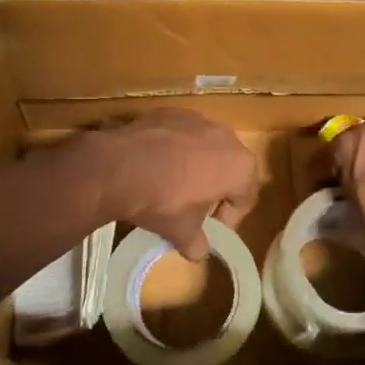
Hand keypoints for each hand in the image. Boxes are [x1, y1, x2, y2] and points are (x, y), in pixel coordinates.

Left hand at [83, 111, 258, 260]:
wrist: (119, 166)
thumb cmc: (163, 201)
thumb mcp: (182, 232)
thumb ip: (197, 243)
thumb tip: (198, 252)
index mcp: (241, 167)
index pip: (245, 199)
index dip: (228, 220)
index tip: (208, 230)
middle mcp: (227, 137)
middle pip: (228, 169)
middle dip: (214, 190)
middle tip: (193, 208)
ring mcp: (198, 120)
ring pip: (205, 148)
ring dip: (196, 167)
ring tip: (171, 184)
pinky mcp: (171, 112)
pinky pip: (181, 135)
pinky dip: (174, 149)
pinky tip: (154, 164)